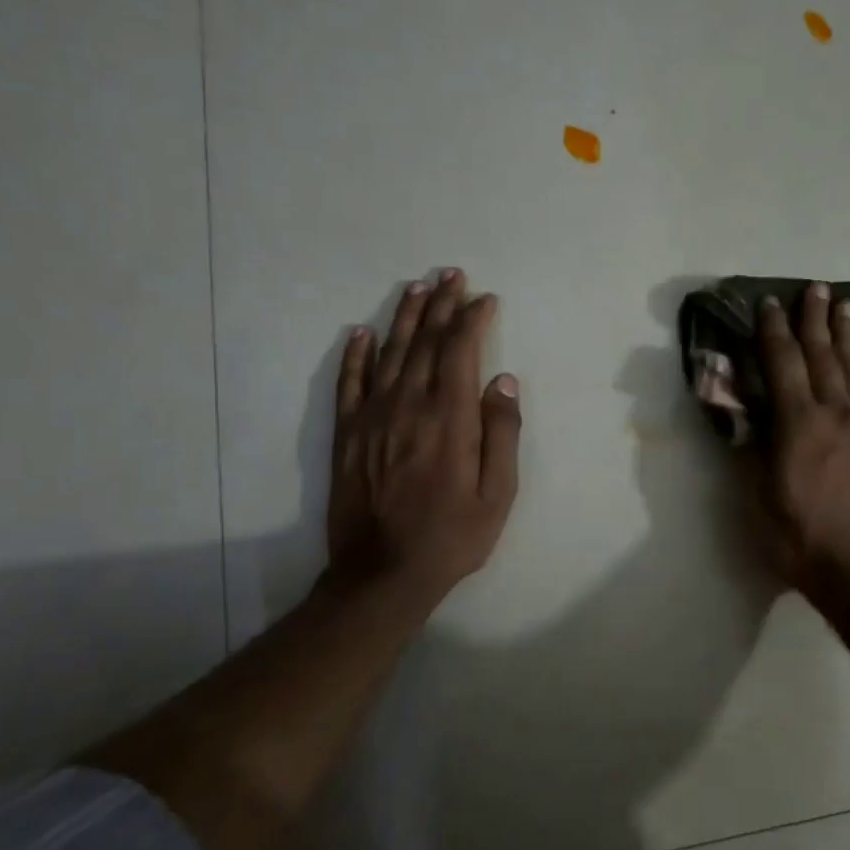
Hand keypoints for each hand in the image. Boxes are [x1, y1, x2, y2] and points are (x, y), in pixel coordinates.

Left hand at [326, 269, 520, 599]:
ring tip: (418, 288)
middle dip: (441, 305)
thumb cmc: (452, 536)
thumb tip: (503, 381)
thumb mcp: (498, 494)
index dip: (473, 320)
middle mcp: (408, 405)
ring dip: (405, 317)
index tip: (485, 299)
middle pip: (425, 342)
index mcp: (449, 418)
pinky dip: (355, 354)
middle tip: (452, 275)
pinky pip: (348, 382)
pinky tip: (362, 332)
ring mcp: (372, 417)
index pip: (461, 351)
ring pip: (389, 353)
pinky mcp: (346, 433)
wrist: (382, 574)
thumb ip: (502, 433)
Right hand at [753, 282, 849, 591]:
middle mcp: (836, 413)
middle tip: (816, 287)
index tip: (770, 302)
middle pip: (825, 355)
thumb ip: (750, 446)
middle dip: (816, 319)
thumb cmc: (797, 536)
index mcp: (799, 423)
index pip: (783, 363)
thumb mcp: (757, 494)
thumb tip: (742, 411)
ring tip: (848, 304)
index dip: (774, 331)